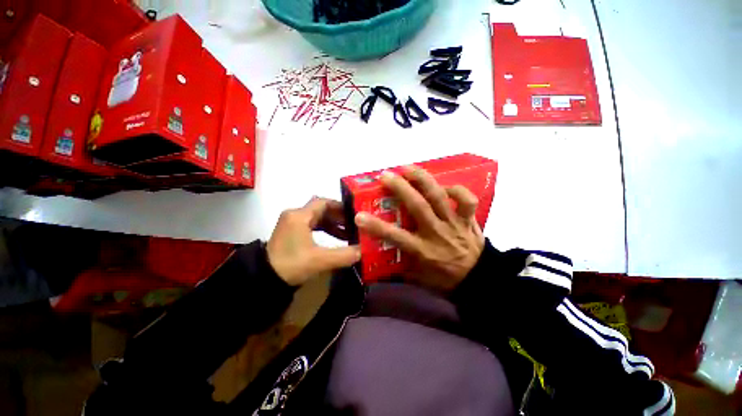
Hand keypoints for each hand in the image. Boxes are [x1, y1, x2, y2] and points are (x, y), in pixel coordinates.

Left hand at [268, 198, 360, 285]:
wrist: (262, 279)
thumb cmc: (291, 265)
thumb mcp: (320, 260)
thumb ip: (344, 255)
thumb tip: (364, 250)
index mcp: (299, 216)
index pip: (324, 202)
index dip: (340, 206)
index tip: (354, 214)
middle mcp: (294, 215)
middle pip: (321, 210)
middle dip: (339, 217)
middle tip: (355, 225)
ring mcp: (291, 224)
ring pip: (317, 218)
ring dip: (333, 225)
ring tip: (348, 234)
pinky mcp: (291, 233)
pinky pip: (311, 226)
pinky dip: (324, 230)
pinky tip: (335, 239)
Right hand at [355, 167, 484, 293]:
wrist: (479, 281)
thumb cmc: (444, 280)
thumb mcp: (418, 278)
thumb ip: (399, 269)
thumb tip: (380, 263)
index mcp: (422, 250)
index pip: (396, 237)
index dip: (376, 226)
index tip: (360, 216)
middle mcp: (436, 233)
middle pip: (418, 206)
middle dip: (400, 189)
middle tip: (386, 175)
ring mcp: (453, 223)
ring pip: (438, 197)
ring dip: (423, 180)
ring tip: (409, 168)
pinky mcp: (468, 219)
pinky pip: (467, 200)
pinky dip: (457, 190)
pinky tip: (445, 187)